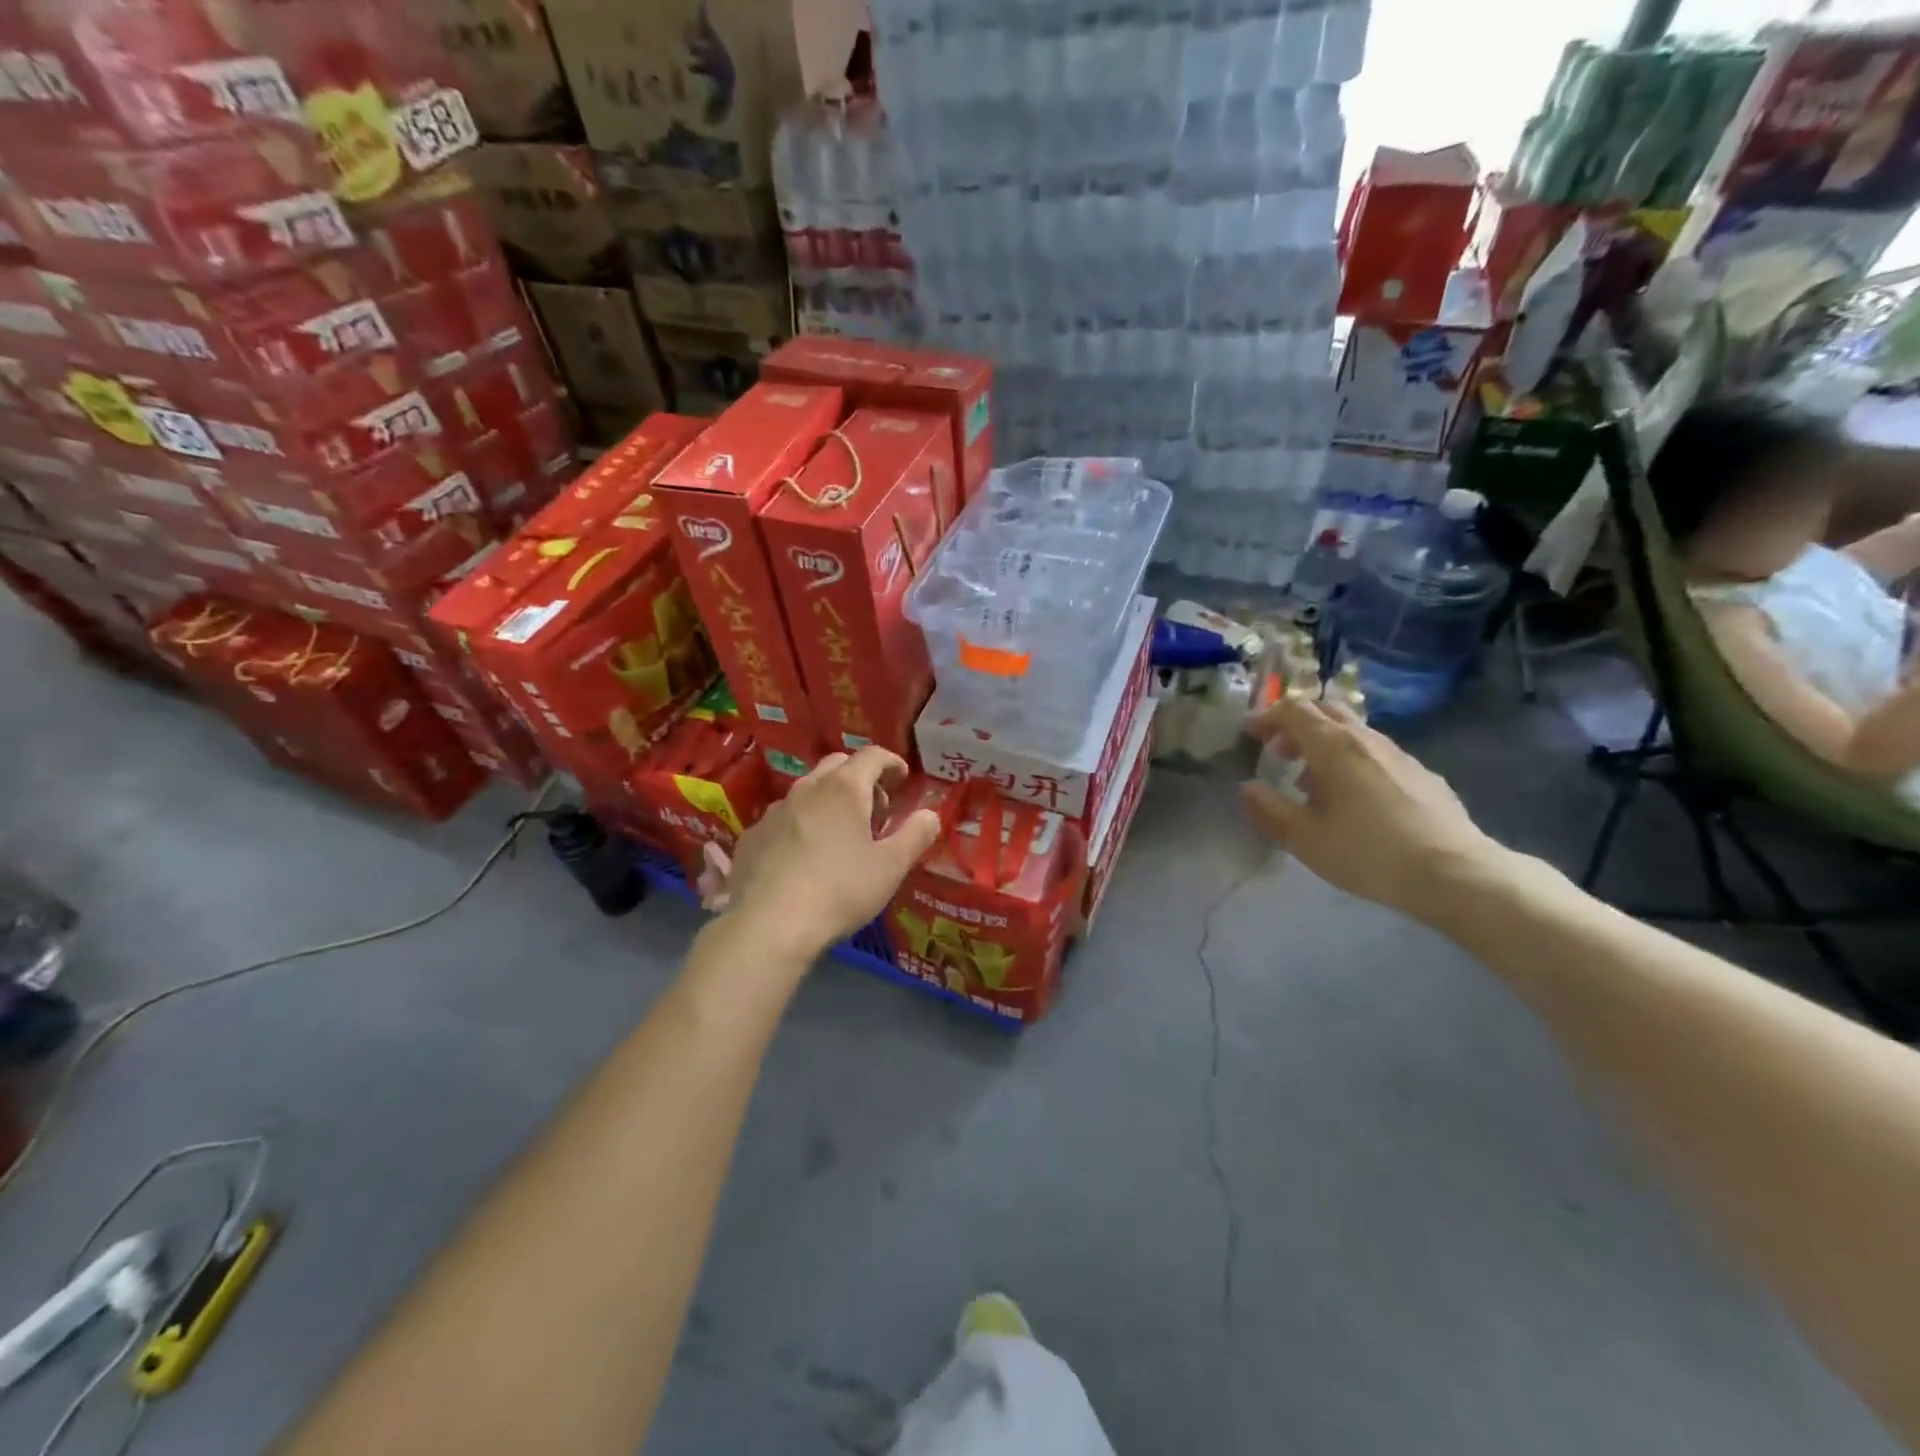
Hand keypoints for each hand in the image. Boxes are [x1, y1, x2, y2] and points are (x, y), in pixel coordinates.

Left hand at [704, 748, 942, 958]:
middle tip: (876, 812)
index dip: (892, 763)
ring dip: (830, 802)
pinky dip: (802, 825)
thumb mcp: (891, 867)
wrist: (768, 926)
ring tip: (841, 837)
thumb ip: (915, 835)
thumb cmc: (840, 890)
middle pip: (838, 765)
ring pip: (808, 791)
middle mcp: (807, 788)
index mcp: (844, 788)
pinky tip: (805, 859)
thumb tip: (930, 814)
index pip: (873, 755)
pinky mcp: (752, 837)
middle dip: (861, 779)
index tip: (903, 781)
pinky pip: (784, 818)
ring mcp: (774, 811)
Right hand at [1242, 695, 1499, 919]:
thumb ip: (1270, 810)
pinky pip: (1376, 754)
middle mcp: (1367, 740)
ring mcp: (1400, 755)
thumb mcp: (1305, 839)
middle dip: (1295, 725)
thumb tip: (1249, 788)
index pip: (1294, 711)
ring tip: (1310, 784)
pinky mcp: (1422, 775)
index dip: (1266, 717)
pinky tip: (1354, 801)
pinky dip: (1352, 762)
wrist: (1454, 874)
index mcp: (1334, 747)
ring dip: (1323, 746)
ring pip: (1353, 732)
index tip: (1248, 734)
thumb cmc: (1368, 853)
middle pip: (1326, 711)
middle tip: (1278, 753)